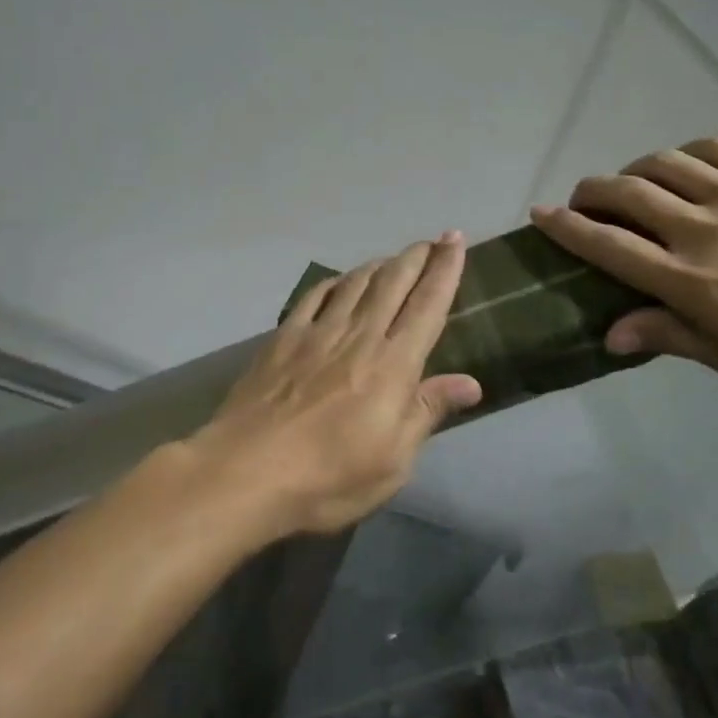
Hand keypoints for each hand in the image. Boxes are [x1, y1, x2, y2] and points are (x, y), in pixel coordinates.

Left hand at [189, 232, 483, 538]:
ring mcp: (317, 333)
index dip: (446, 270)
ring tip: (392, 258)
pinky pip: (313, 297)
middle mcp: (359, 336)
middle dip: (416, 257)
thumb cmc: (329, 476)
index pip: (428, 305)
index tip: (456, 240)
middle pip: (393, 283)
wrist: (246, 471)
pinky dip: (333, 282)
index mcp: (393, 364)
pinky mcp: (283, 339)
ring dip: (379, 265)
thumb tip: (470, 382)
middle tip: (432, 240)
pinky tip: (338, 281)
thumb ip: (427, 412)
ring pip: (355, 284)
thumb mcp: (393, 460)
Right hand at [530, 136, 717, 389]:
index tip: (541, 214)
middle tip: (583, 198)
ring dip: (634, 169)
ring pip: (664, 163)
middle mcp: (701, 228)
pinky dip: (686, 151)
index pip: (608, 246)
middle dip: (591, 191)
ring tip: (632, 182)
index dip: (567, 228)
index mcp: (689, 280)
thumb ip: (672, 337)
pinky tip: (685, 162)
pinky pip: (715, 147)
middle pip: (626, 194)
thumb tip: (610, 334)